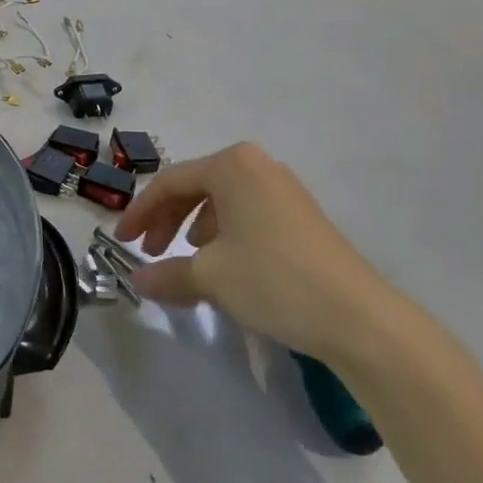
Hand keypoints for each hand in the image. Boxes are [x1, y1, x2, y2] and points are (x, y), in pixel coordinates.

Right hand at [114, 142, 404, 365]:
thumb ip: (167, 273)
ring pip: (221, 202)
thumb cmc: (273, 279)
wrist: (360, 318)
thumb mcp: (211, 276)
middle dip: (167, 220)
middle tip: (150, 252)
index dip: (141, 212)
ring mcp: (283, 190)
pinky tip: (224, 266)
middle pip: (195, 187)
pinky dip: (224, 236)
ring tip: (186, 262)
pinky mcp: (301, 217)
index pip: (169, 182)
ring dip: (194, 229)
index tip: (122, 241)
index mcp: (231, 165)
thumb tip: (136, 280)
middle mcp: (257, 166)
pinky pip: (246, 215)